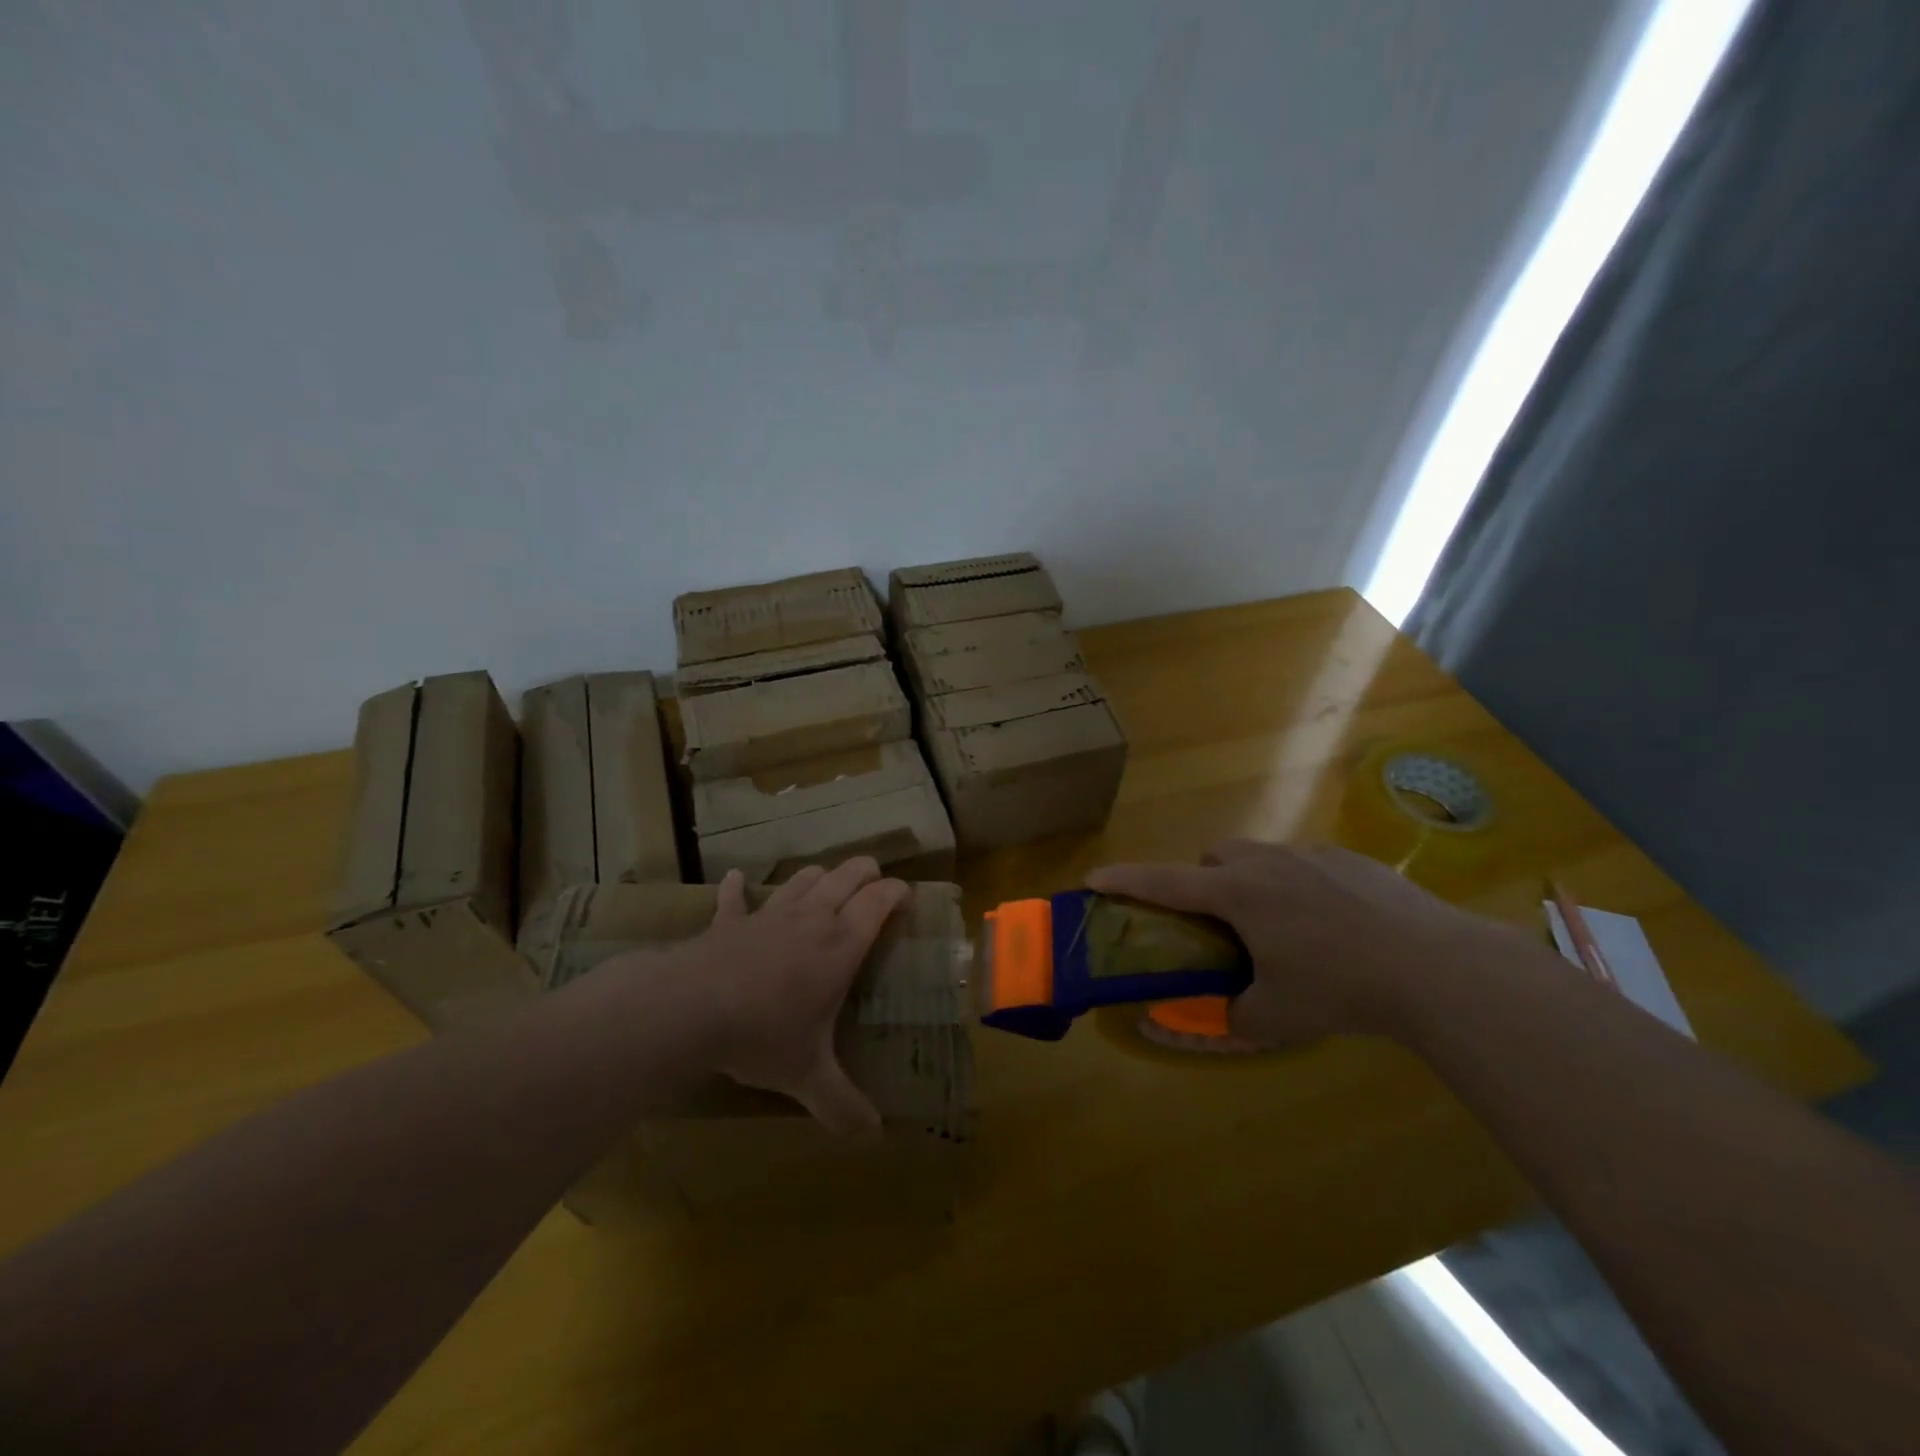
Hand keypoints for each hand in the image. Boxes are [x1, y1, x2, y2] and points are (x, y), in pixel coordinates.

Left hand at [674, 859, 909, 1133]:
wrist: (691, 1010)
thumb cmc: (764, 1034)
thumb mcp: (808, 1076)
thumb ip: (843, 1105)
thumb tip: (874, 1137)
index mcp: (841, 944)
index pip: (880, 899)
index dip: (898, 892)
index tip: (907, 901)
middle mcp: (812, 918)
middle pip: (848, 874)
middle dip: (866, 873)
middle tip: (874, 888)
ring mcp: (769, 914)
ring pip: (804, 878)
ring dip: (819, 878)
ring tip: (825, 888)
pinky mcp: (730, 921)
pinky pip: (735, 896)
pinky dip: (737, 888)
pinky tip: (735, 880)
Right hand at [1087, 840, 1520, 1044]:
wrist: (1436, 966)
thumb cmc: (1340, 988)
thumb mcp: (1276, 1017)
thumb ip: (1227, 1021)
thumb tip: (1190, 1029)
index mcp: (1237, 894)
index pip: (1164, 882)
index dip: (1124, 880)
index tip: (1092, 878)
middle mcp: (1266, 863)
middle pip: (1215, 858)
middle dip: (1205, 882)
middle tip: (1221, 925)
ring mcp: (1312, 855)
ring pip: (1260, 856)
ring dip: (1252, 881)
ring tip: (1280, 927)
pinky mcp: (1351, 859)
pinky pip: (1305, 863)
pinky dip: (1298, 885)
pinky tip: (1333, 925)